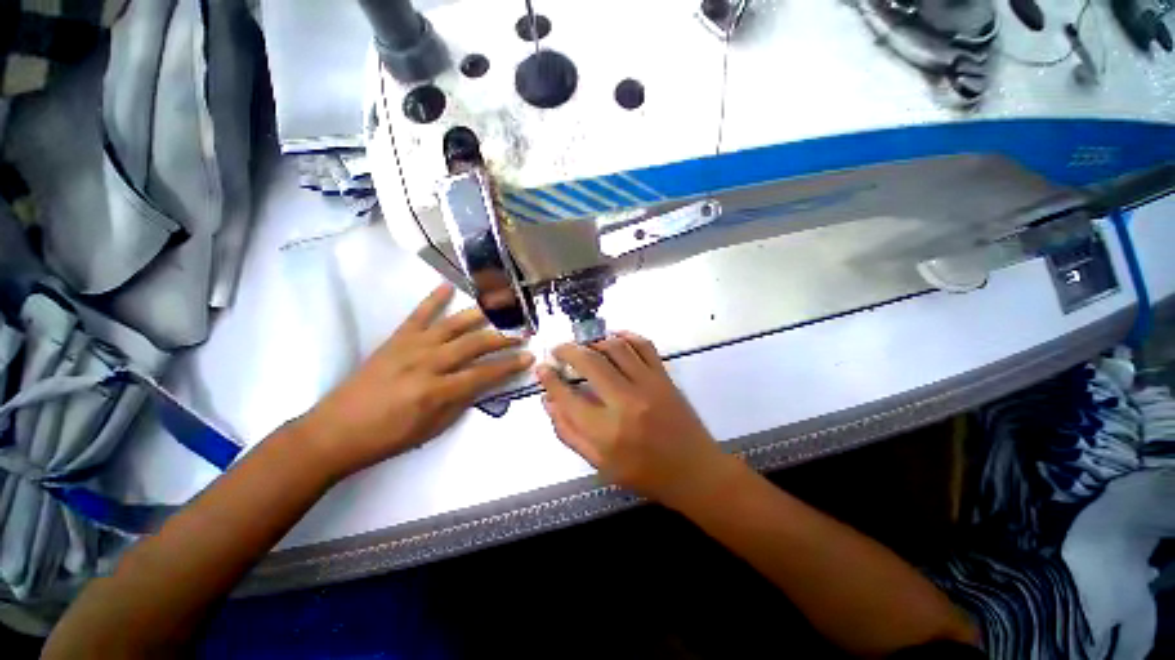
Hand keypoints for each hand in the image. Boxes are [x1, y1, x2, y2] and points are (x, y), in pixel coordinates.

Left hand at [293, 284, 533, 478]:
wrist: (335, 431)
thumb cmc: (388, 437)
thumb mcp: (432, 428)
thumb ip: (461, 401)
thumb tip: (483, 382)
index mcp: (437, 391)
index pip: (484, 374)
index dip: (510, 366)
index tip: (529, 357)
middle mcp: (427, 364)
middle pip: (473, 345)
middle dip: (503, 338)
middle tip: (523, 333)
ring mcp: (410, 347)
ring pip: (452, 325)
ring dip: (480, 315)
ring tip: (500, 308)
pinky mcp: (396, 339)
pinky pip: (418, 315)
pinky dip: (433, 299)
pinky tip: (447, 285)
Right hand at [536, 332, 740, 508]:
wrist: (694, 471)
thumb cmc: (644, 473)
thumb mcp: (600, 464)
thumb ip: (570, 432)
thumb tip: (548, 402)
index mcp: (606, 431)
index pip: (568, 396)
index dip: (550, 379)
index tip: (542, 368)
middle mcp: (626, 402)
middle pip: (590, 363)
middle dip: (568, 350)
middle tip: (558, 349)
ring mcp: (648, 385)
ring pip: (615, 348)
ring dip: (594, 341)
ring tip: (584, 346)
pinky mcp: (664, 377)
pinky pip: (644, 346)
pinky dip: (626, 336)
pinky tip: (614, 338)